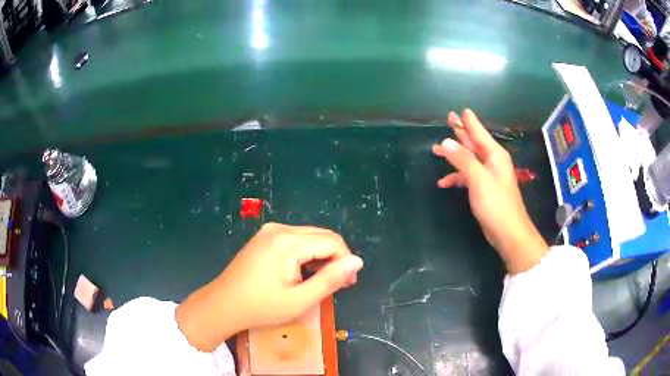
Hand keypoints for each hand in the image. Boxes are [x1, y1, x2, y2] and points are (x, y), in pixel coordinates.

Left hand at [176, 223, 362, 351]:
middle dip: (336, 258)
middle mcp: (280, 228)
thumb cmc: (261, 307)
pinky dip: (306, 254)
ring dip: (322, 256)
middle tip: (340, 284)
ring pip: (309, 237)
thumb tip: (357, 261)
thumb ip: (331, 279)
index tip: (349, 284)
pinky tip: (305, 273)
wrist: (223, 304)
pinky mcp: (264, 237)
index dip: (346, 261)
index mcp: (288, 242)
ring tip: (323, 281)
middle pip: (321, 236)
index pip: (332, 242)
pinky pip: (295, 240)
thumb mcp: (300, 300)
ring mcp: (269, 231)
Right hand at [432, 109, 548, 273]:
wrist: (508, 233)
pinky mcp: (484, 190)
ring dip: (454, 155)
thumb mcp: (478, 179)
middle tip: (449, 119)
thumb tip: (445, 142)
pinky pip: (468, 177)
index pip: (479, 132)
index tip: (461, 110)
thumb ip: (462, 159)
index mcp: (494, 154)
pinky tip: (444, 182)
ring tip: (436, 149)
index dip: (469, 121)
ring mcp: (488, 176)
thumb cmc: (496, 204)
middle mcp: (492, 162)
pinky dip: (457, 177)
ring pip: (469, 160)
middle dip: (460, 133)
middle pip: (473, 143)